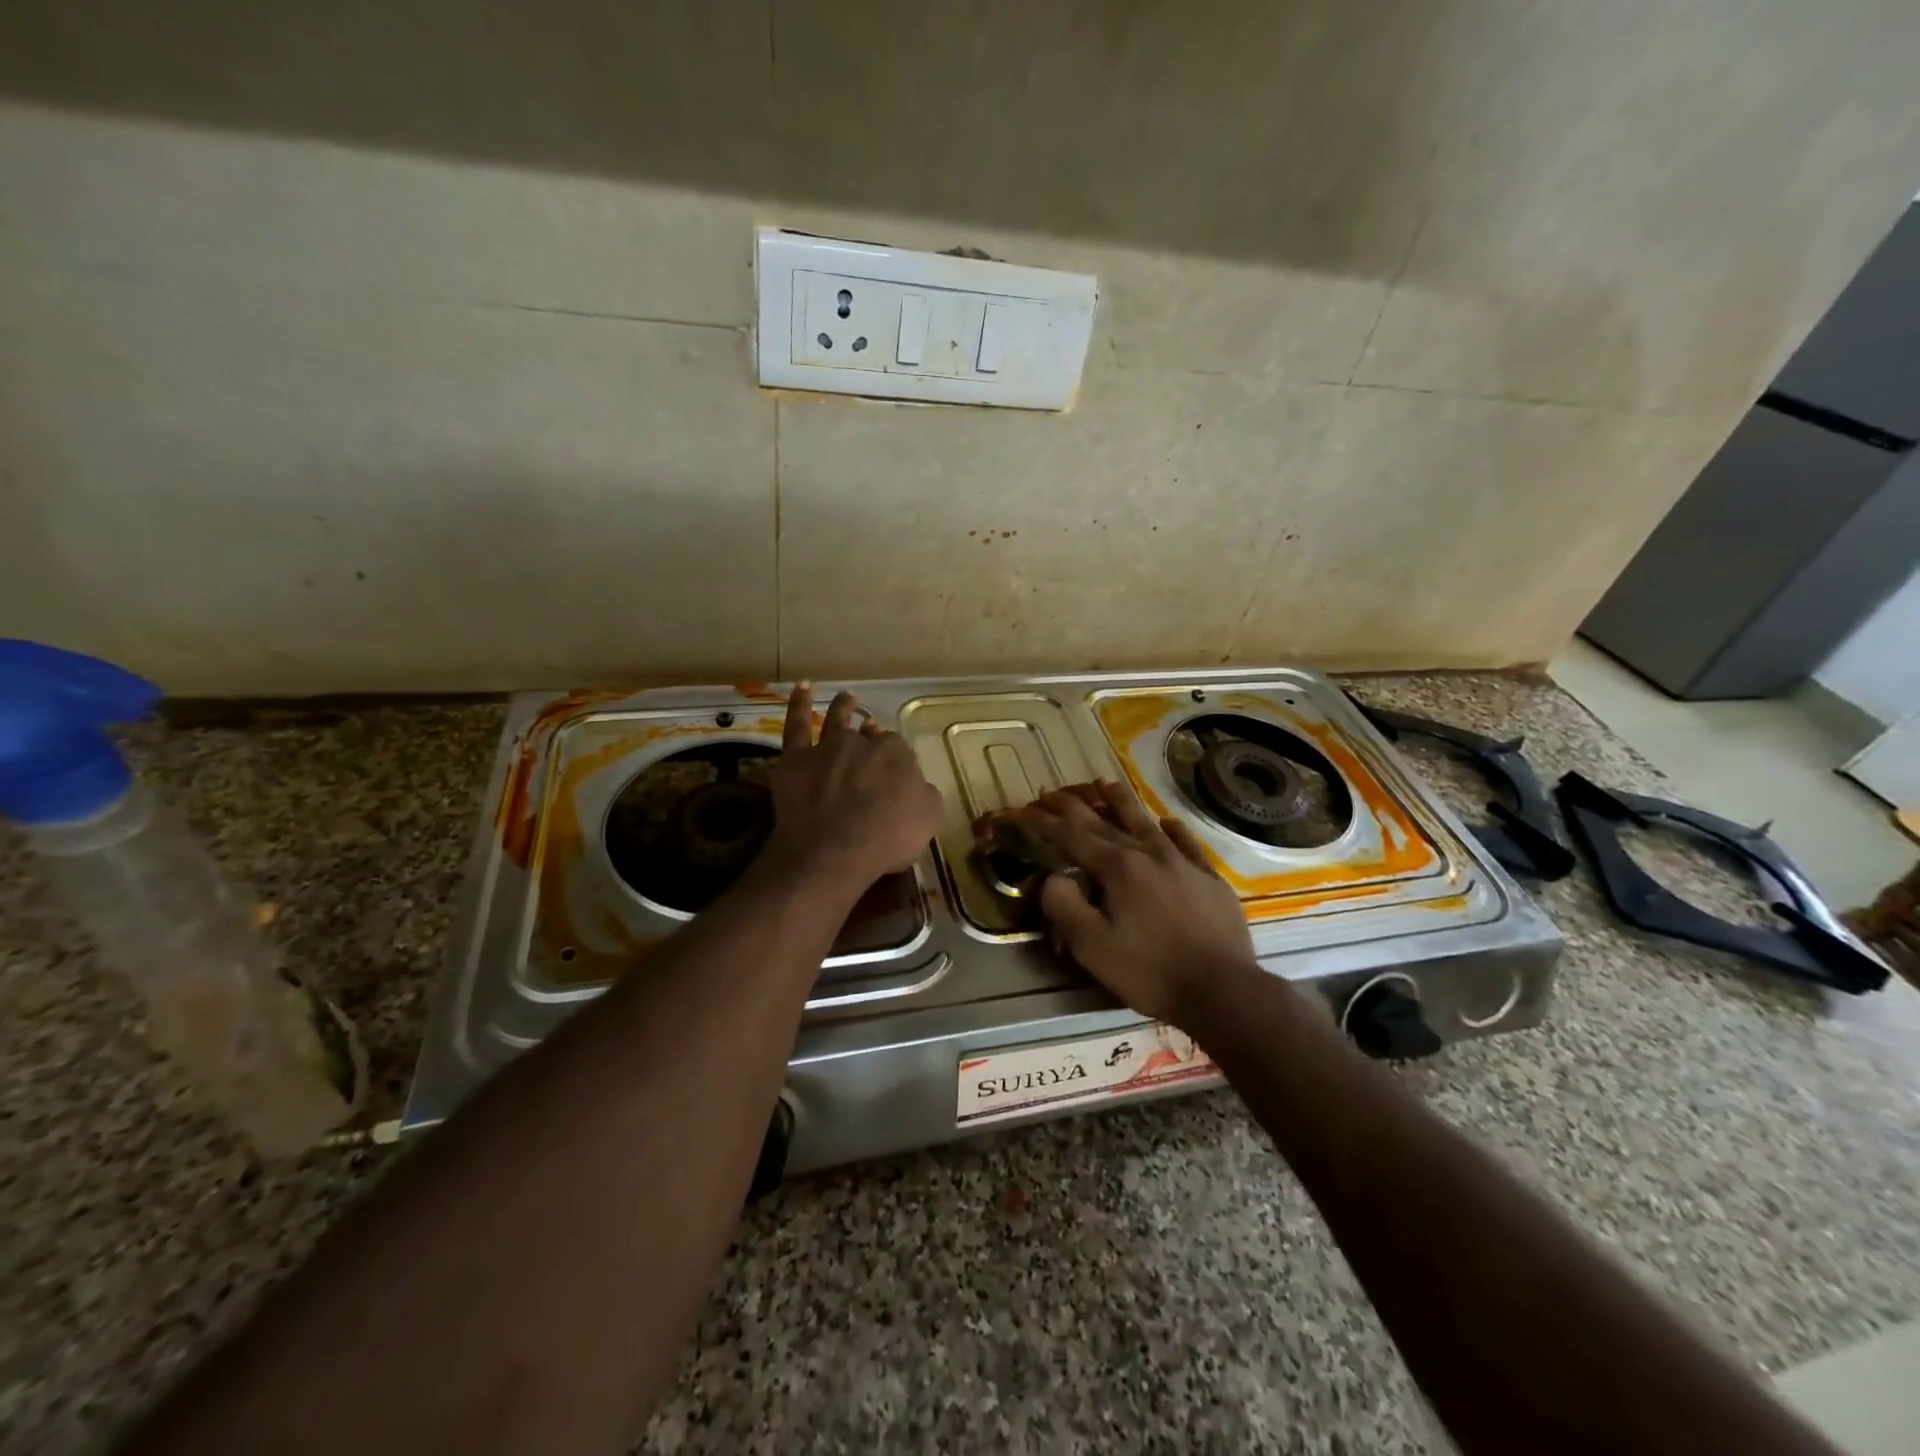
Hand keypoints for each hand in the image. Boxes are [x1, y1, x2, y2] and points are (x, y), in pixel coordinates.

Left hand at [763, 684, 941, 894]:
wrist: (833, 852)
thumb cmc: (886, 839)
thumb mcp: (928, 819)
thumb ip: (925, 794)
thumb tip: (918, 785)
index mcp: (896, 754)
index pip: (899, 751)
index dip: (897, 762)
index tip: (896, 774)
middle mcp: (862, 743)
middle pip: (869, 736)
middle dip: (873, 737)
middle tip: (873, 740)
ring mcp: (827, 748)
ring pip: (837, 720)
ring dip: (844, 707)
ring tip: (848, 697)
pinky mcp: (795, 759)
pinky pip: (796, 725)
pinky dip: (799, 704)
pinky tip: (802, 687)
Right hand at [1009, 781, 1258, 1027]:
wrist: (1222, 990)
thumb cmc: (1150, 971)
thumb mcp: (1092, 947)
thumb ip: (1064, 906)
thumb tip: (1052, 878)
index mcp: (1118, 869)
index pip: (1073, 837)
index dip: (1047, 823)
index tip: (1026, 809)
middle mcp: (1149, 855)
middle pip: (1104, 823)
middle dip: (1074, 806)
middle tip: (1051, 791)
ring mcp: (1183, 863)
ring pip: (1146, 823)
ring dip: (1121, 802)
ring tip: (1105, 783)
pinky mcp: (1210, 880)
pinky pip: (1188, 844)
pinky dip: (1174, 830)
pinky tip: (1168, 823)